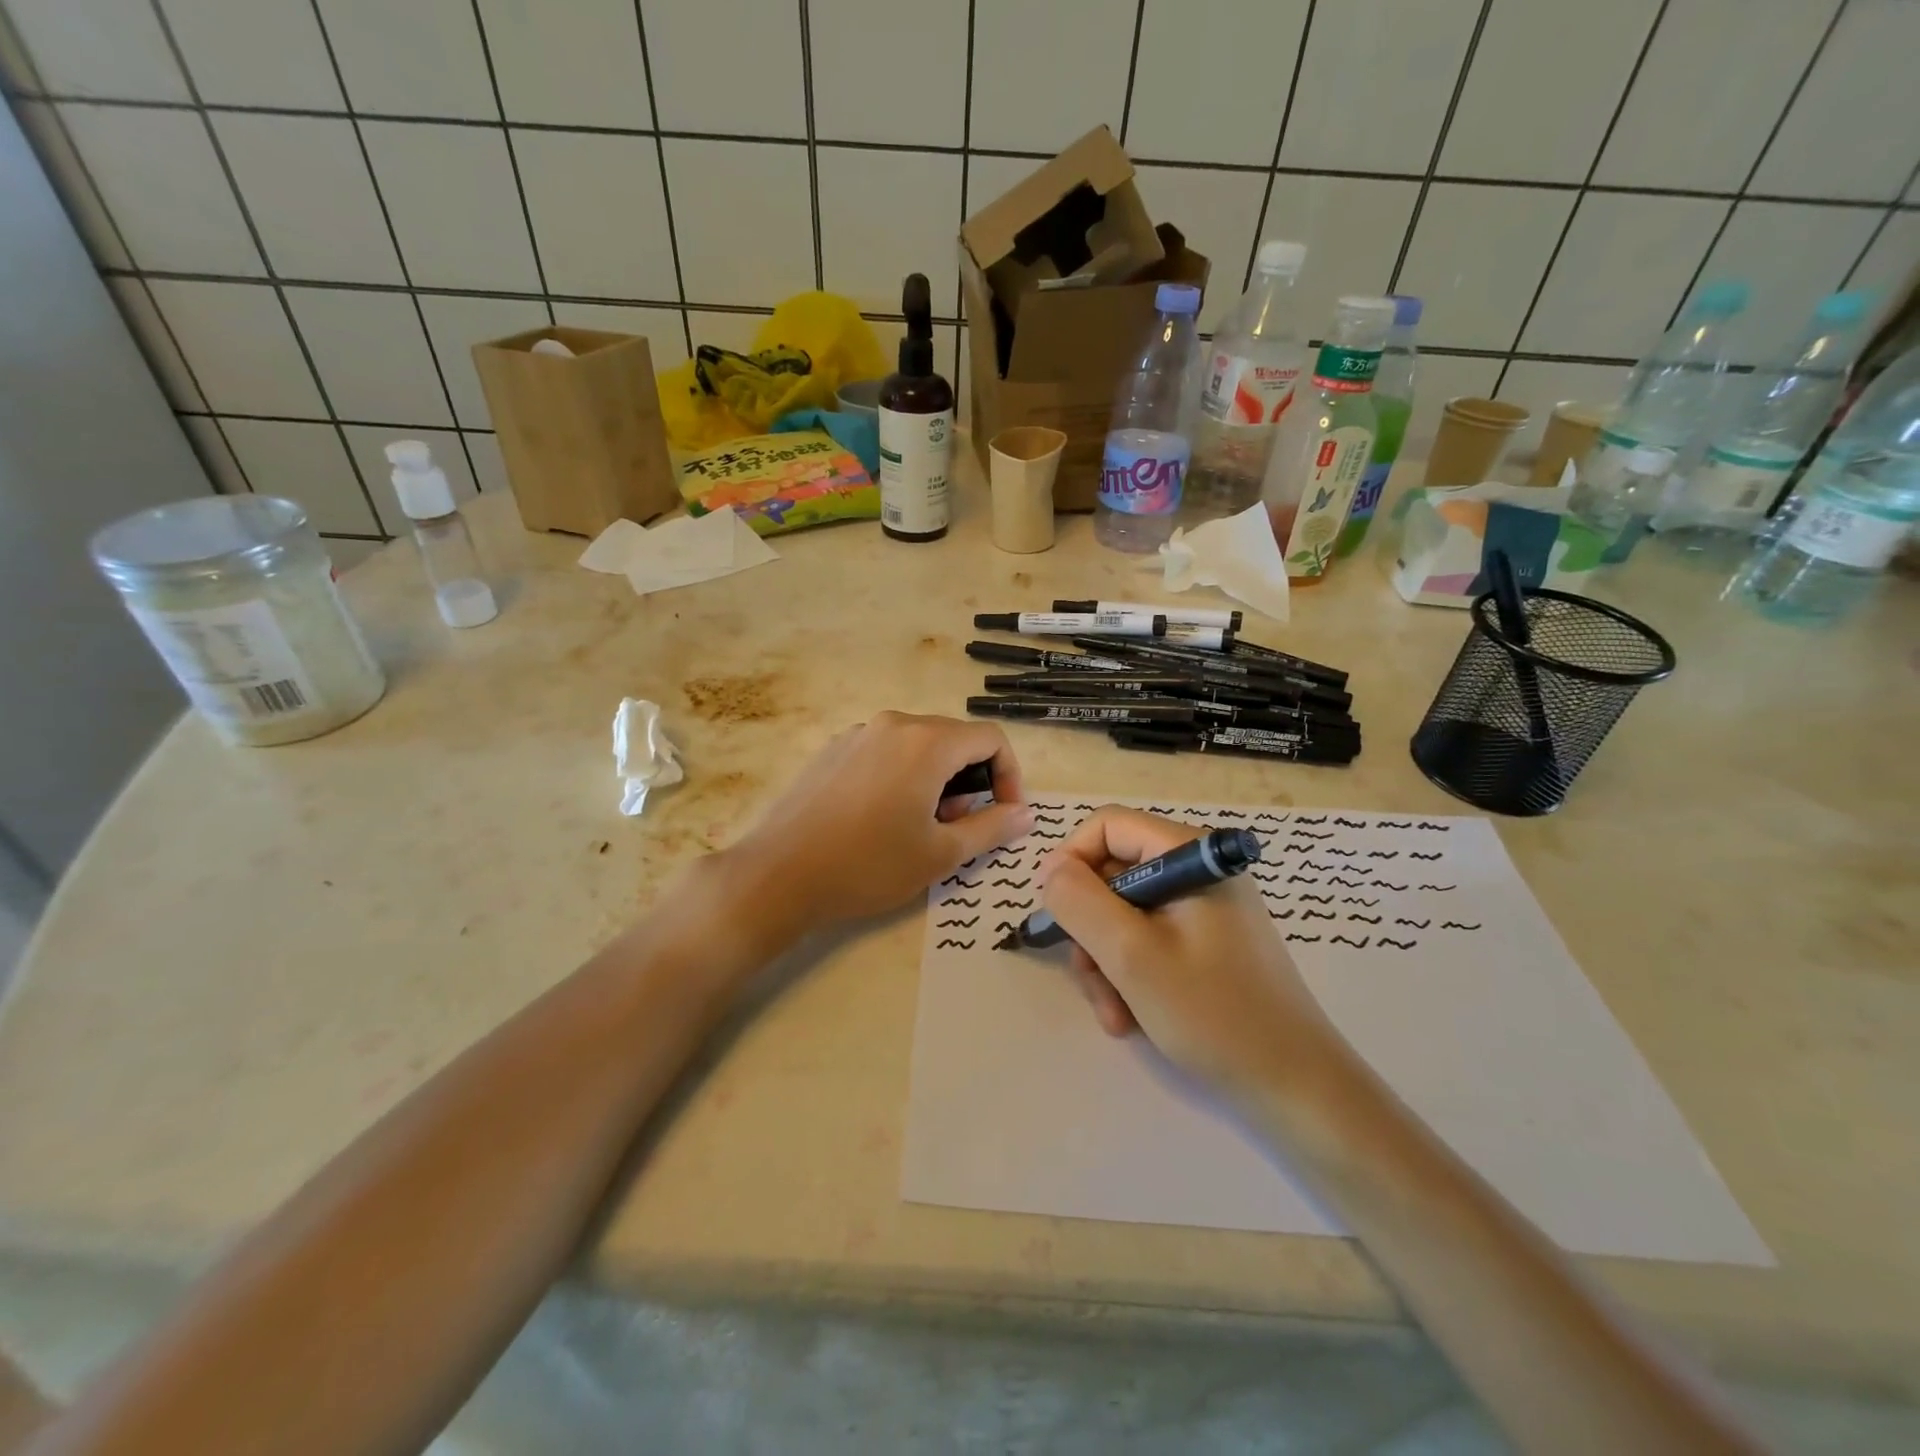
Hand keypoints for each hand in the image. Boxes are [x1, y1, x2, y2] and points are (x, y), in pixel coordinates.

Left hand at [727, 712, 1032, 932]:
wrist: (778, 874)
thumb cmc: (868, 865)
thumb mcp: (940, 854)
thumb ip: (992, 828)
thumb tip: (1026, 814)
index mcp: (926, 742)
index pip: (991, 738)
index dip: (1009, 775)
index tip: (1004, 814)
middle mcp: (894, 724)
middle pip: (954, 739)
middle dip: (971, 780)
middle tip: (958, 828)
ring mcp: (859, 734)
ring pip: (919, 745)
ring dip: (937, 779)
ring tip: (920, 826)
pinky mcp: (834, 750)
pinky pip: (886, 752)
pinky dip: (903, 775)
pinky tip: (882, 818)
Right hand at [1038, 807, 1334, 1098]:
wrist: (1296, 1087)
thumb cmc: (1215, 1014)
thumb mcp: (1132, 956)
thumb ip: (1081, 903)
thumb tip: (1051, 870)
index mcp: (1189, 855)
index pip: (1108, 826)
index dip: (1070, 861)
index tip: (1053, 913)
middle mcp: (1196, 871)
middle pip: (1112, 874)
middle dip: (1090, 929)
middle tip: (1088, 979)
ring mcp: (1202, 908)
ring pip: (1122, 913)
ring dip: (1105, 962)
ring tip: (1114, 1013)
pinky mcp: (1205, 941)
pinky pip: (1145, 940)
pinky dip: (1128, 975)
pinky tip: (1132, 1017)